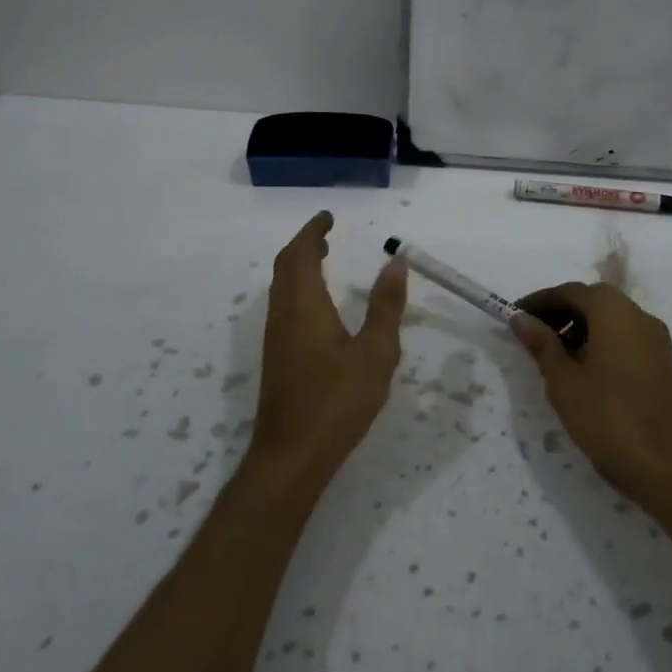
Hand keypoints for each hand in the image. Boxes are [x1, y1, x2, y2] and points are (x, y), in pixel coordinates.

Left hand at [251, 212, 406, 481]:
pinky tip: (319, 307)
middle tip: (327, 235)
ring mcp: (276, 338)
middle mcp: (283, 315)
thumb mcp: (375, 352)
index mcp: (304, 306)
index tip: (328, 217)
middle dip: (305, 245)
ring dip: (299, 267)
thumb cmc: (337, 401)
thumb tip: (395, 263)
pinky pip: (284, 307)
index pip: (301, 254)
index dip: (313, 232)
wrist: (291, 455)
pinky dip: (298, 289)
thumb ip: (386, 306)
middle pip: (286, 267)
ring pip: (281, 288)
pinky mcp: (277, 358)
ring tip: (324, 261)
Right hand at [512, 283, 671, 509]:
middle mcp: (639, 316)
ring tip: (553, 355)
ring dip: (581, 327)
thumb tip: (522, 318)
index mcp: (614, 312)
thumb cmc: (609, 419)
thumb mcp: (564, 382)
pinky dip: (601, 342)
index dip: (540, 301)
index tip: (515, 315)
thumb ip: (542, 345)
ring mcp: (656, 340)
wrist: (670, 467)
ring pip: (612, 320)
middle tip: (532, 334)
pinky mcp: (663, 363)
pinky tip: (584, 371)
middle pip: (594, 301)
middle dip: (561, 312)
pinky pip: (626, 338)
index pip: (571, 292)